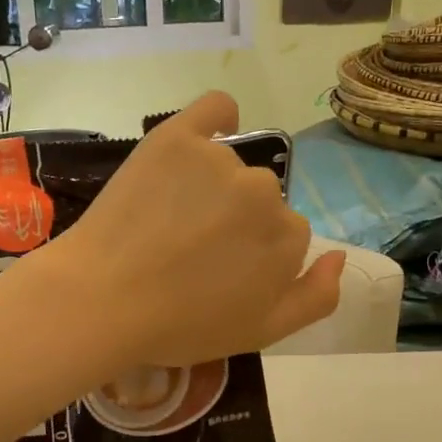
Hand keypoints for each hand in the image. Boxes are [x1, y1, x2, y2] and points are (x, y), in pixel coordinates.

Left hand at [40, 92, 344, 368]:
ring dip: (213, 186)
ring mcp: (221, 161)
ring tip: (167, 220)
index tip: (220, 272)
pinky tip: (204, 137)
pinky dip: (217, 120)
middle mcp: (265, 193)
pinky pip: (216, 109)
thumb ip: (316, 298)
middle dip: (236, 222)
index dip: (254, 256)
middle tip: (190, 249)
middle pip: (262, 200)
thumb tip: (340, 256)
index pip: (286, 235)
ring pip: (233, 167)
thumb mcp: (261, 332)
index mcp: (288, 239)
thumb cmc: (180, 326)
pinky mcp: (178, 137)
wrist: (101, 301)